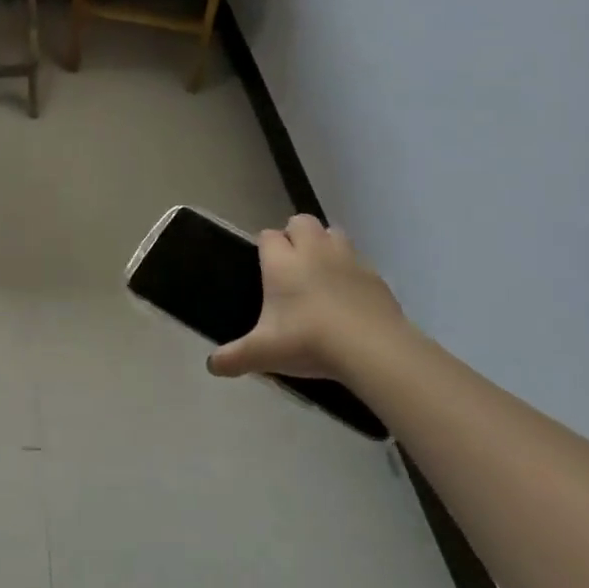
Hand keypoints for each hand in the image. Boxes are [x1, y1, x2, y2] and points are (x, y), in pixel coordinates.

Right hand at [207, 215, 407, 380]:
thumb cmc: (308, 341)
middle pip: (301, 221)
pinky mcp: (376, 276)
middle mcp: (313, 251)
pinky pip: (359, 261)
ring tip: (320, 274)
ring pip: (334, 233)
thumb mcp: (264, 354)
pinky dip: (351, 271)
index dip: (264, 247)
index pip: (267, 235)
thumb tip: (212, 366)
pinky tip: (349, 297)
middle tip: (291, 265)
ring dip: (325, 245)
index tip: (263, 267)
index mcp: (282, 262)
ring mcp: (348, 260)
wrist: (373, 350)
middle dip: (295, 235)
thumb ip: (233, 358)